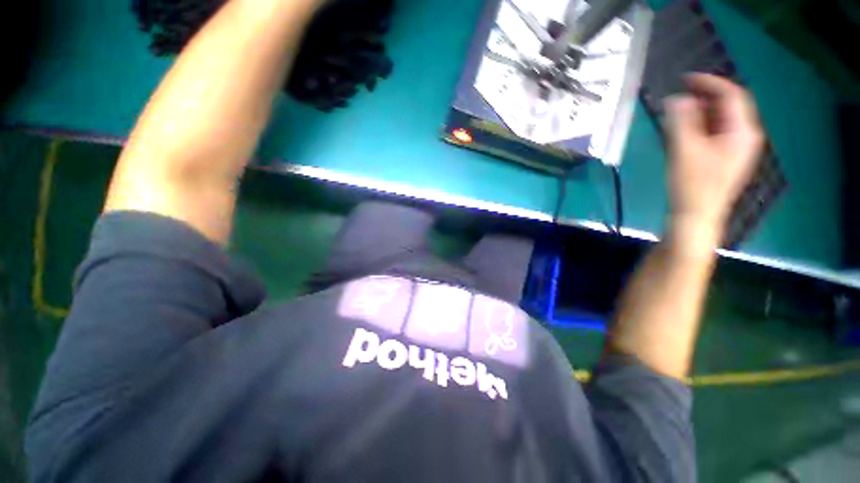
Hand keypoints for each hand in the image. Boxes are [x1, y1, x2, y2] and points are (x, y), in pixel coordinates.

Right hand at [665, 74, 763, 237]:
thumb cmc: (692, 184)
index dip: (710, 83)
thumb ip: (681, 122)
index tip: (686, 79)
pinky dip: (701, 126)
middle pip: (729, 107)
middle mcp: (744, 136)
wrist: (696, 215)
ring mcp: (735, 148)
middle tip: (680, 95)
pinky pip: (716, 133)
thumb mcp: (685, 150)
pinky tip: (685, 130)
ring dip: (701, 112)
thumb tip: (676, 98)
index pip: (732, 96)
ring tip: (678, 112)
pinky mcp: (724, 158)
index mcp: (742, 132)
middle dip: (705, 97)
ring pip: (721, 120)